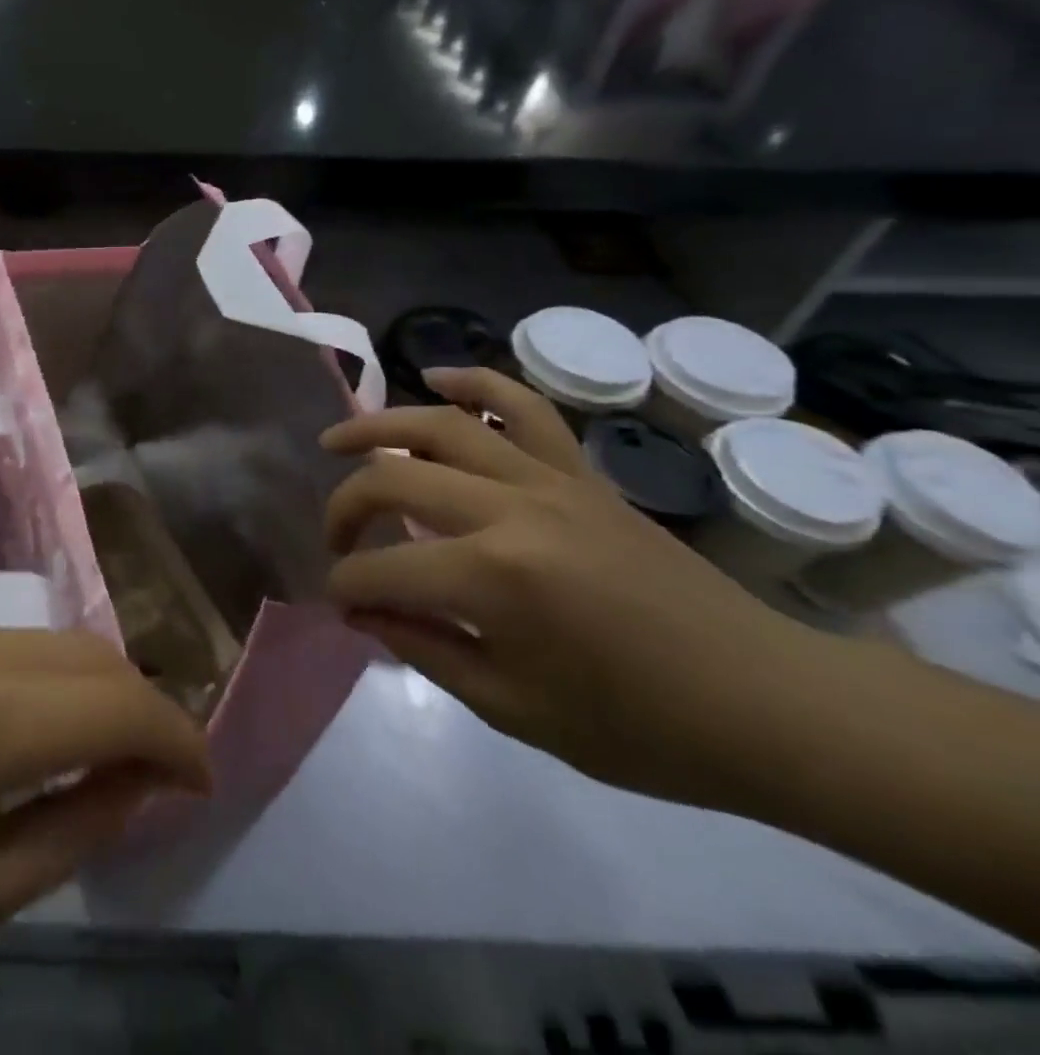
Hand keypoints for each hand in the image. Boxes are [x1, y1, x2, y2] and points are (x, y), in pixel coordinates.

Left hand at [0, 610, 209, 1006]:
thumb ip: (77, 826)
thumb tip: (140, 781)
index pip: (120, 703)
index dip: (177, 739)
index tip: (200, 782)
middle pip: (89, 654)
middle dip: (139, 708)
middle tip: (156, 773)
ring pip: (45, 642)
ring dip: (85, 690)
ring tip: (91, 754)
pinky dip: (32, 679)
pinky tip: (16, 729)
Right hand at [322, 367, 819, 811]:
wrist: (767, 704)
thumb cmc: (640, 727)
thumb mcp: (513, 709)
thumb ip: (423, 647)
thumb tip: (362, 610)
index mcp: (495, 578)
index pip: (383, 571)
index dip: (348, 588)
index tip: (342, 607)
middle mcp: (512, 510)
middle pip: (395, 481)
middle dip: (346, 509)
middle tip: (336, 540)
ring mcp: (549, 480)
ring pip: (443, 425)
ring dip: (378, 425)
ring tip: (337, 439)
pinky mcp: (579, 472)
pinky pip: (523, 406)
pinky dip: (475, 381)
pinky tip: (434, 377)